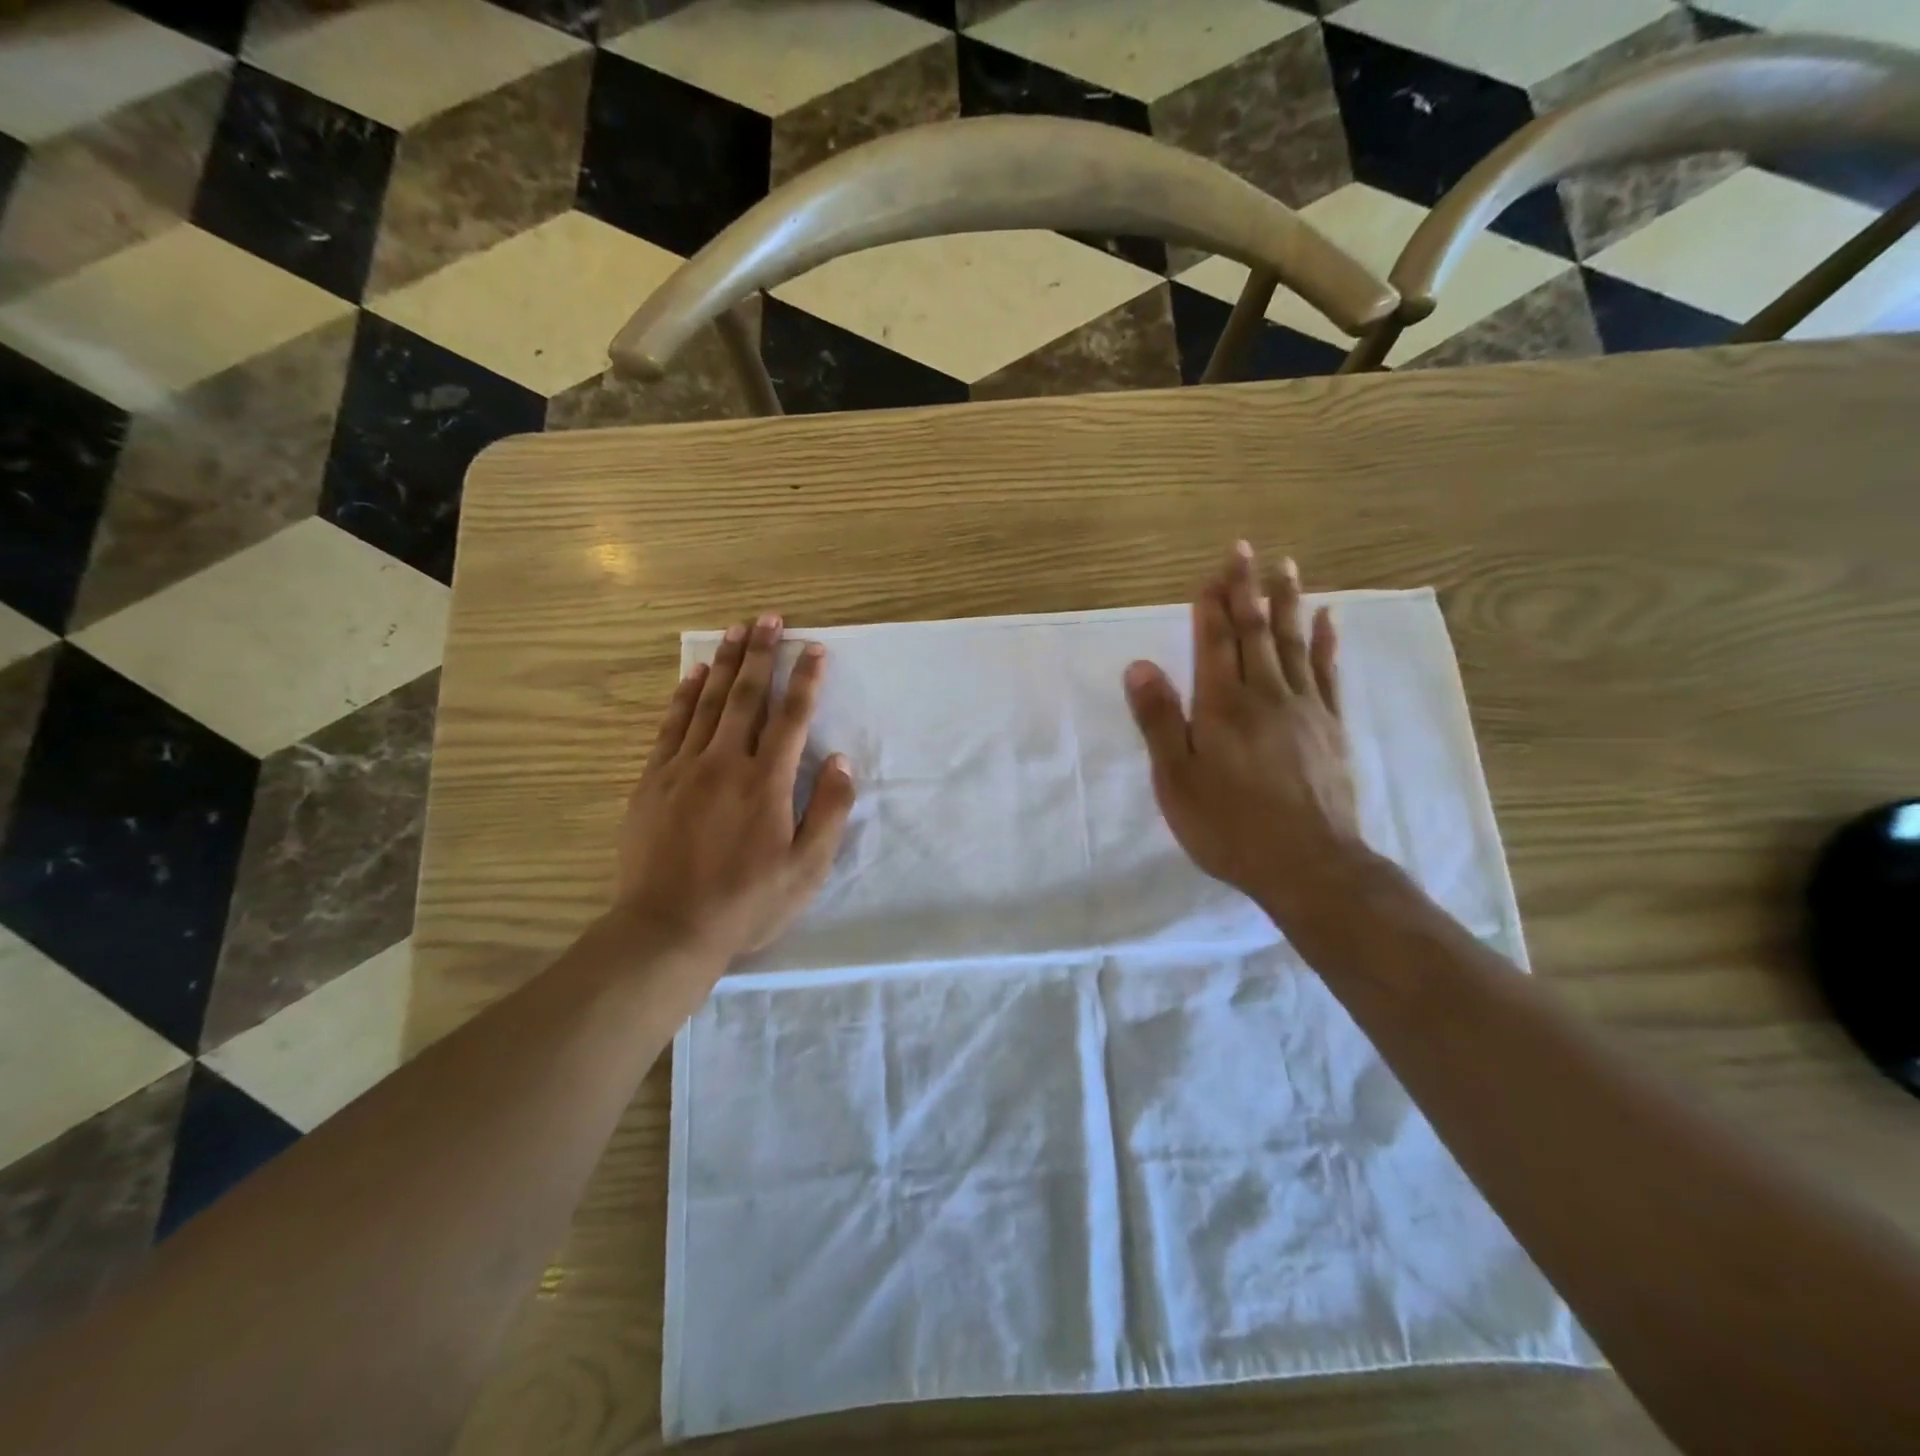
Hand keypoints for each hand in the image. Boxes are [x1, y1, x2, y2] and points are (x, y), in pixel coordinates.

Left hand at [616, 613, 855, 964]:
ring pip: (707, 703)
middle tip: (768, 618)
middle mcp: (725, 763)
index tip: (813, 648)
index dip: (805, 679)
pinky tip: (694, 675)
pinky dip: (684, 696)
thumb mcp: (806, 868)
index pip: (792, 717)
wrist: (667, 929)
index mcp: (767, 782)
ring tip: (734, 630)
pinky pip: (671, 726)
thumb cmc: (747, 902)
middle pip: (747, 697)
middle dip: (761, 654)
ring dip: (725, 663)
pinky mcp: (653, 781)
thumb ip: (828, 811)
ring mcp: (684, 769)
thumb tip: (840, 761)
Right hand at [1123, 543, 1368, 925]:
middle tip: (1246, 549)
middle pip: (1254, 632)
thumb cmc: (1229, 826)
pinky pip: (1328, 673)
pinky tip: (1329, 620)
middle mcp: (1265, 695)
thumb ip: (1159, 720)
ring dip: (1287, 603)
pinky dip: (1327, 643)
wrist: (1309, 865)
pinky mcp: (1332, 728)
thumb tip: (1139, 666)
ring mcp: (1305, 709)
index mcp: (1222, 706)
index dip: (1212, 604)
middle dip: (1247, 589)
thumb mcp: (1176, 780)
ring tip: (1286, 568)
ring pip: (1292, 644)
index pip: (1215, 642)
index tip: (1213, 570)